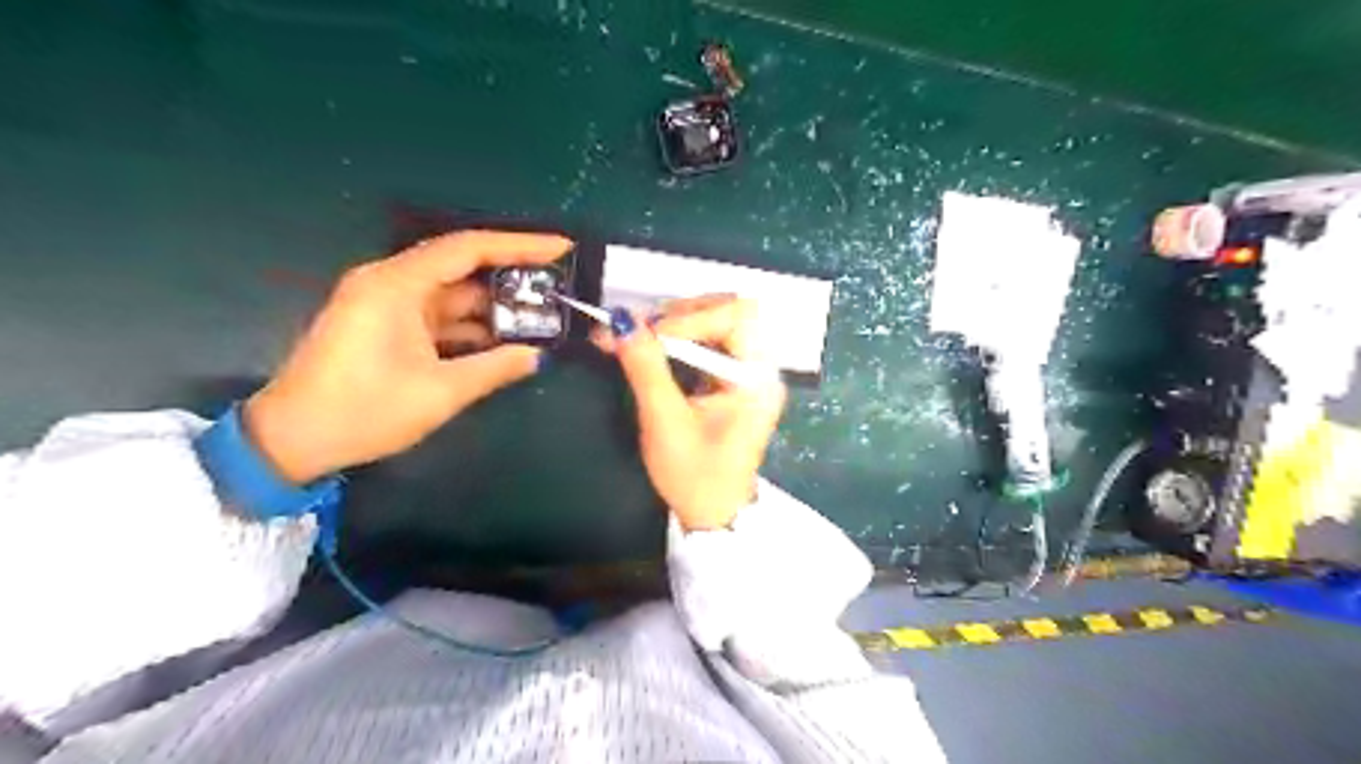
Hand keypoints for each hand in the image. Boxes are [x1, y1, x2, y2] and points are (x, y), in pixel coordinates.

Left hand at [243, 231, 568, 487]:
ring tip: (540, 315)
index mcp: (397, 285)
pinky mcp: (386, 325)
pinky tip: (503, 339)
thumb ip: (494, 368)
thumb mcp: (440, 392)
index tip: (560, 247)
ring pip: (452, 293)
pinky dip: (470, 325)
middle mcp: (390, 283)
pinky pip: (438, 315)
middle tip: (557, 284)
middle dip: (510, 275)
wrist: (292, 440)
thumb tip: (536, 356)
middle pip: (461, 266)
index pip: (467, 248)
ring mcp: (386, 304)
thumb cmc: (364, 411)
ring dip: (492, 306)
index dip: (519, 245)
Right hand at [593, 296, 788, 529]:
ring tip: (637, 336)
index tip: (648, 332)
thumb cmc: (694, 475)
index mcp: (758, 378)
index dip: (690, 315)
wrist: (712, 513)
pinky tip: (651, 347)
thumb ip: (646, 368)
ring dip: (674, 322)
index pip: (736, 315)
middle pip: (727, 310)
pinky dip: (677, 337)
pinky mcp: (731, 377)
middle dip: (679, 314)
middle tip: (638, 329)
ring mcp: (748, 370)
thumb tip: (622, 321)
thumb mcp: (665, 422)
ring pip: (714, 321)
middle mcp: (760, 366)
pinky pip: (707, 340)